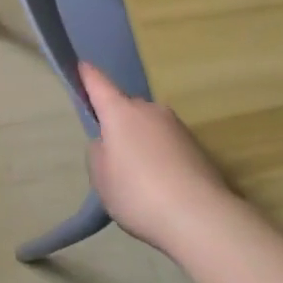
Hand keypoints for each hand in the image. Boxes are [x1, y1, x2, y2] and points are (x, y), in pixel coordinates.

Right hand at [81, 62, 236, 251]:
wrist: (200, 216)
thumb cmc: (138, 192)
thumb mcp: (101, 176)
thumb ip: (99, 152)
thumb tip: (110, 142)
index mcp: (121, 112)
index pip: (99, 84)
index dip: (88, 76)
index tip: (82, 66)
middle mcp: (150, 110)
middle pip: (126, 109)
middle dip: (118, 124)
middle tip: (113, 157)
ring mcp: (177, 126)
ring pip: (149, 127)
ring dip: (141, 142)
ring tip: (139, 178)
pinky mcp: (197, 146)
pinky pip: (167, 144)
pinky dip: (160, 156)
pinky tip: (161, 185)